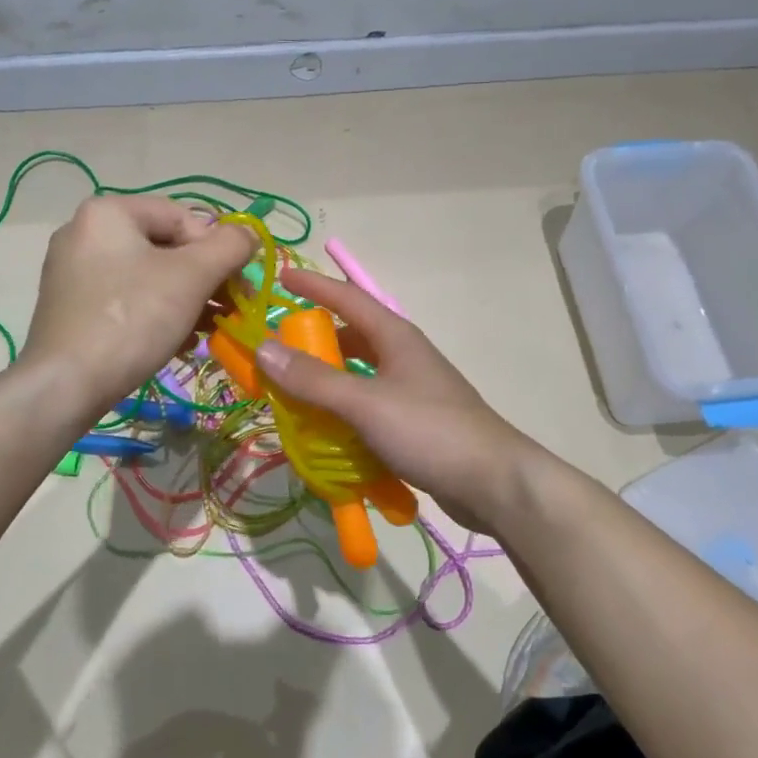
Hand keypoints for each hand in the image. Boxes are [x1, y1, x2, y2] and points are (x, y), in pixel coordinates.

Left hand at [22, 196, 253, 416]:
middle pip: (165, 247)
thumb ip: (229, 247)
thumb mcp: (192, 277)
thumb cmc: (132, 319)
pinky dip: (158, 314)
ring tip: (210, 330)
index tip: (237, 286)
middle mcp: (85, 232)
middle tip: (230, 309)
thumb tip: (249, 234)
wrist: (65, 385)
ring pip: (148, 276)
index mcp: (108, 212)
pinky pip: (127, 299)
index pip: (183, 217)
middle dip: (204, 279)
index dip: (218, 249)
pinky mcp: (72, 307)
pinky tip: (179, 341)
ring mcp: (73, 271)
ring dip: (187, 300)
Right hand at [254, 267, 546, 530]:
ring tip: (290, 393)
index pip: (348, 298)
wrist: (493, 482)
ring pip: (358, 374)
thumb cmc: (430, 431)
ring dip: (326, 380)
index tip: (281, 276)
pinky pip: (367, 406)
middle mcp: (402, 356)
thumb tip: (263, 348)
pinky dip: (342, 411)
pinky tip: (323, 430)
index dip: (314, 285)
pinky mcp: (413, 422)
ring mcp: (410, 389)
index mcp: (395, 336)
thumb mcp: (366, 403)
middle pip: (351, 337)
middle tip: (276, 351)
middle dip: (314, 340)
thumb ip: (314, 380)